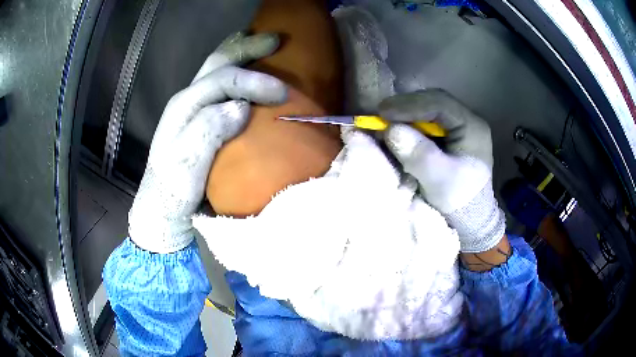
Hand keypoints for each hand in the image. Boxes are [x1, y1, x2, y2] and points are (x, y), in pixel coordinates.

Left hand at [128, 33, 286, 252]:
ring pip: (217, 69)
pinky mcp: (200, 119)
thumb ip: (209, 131)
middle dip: (247, 48)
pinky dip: (237, 71)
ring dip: (240, 53)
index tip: (283, 93)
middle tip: (276, 41)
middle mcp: (188, 99)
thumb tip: (242, 107)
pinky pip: (220, 85)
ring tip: (261, 45)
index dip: (254, 81)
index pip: (223, 80)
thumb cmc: (173, 188)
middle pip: (218, 63)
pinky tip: (247, 72)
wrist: (163, 206)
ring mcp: (193, 107)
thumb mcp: (187, 164)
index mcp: (185, 105)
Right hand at [380, 89, 505, 252]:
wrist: (469, 215)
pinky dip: (408, 123)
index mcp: (472, 127)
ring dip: (405, 114)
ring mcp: (457, 126)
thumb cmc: (459, 200)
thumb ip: (419, 155)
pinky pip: (426, 121)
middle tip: (381, 115)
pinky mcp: (448, 134)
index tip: (384, 112)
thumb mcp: (440, 180)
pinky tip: (397, 128)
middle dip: (406, 107)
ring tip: (385, 121)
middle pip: (433, 102)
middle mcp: (466, 119)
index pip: (440, 103)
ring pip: (428, 109)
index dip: (411, 104)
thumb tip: (391, 130)